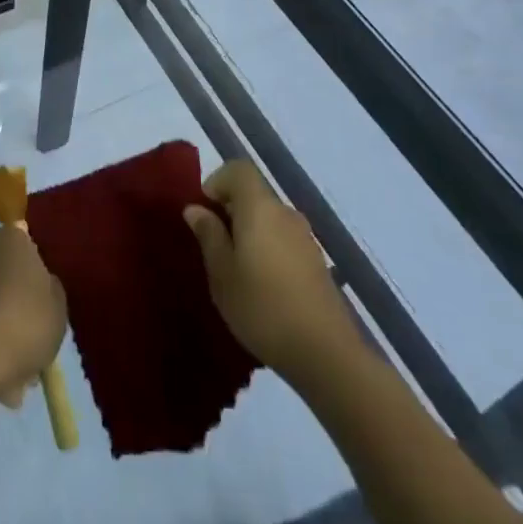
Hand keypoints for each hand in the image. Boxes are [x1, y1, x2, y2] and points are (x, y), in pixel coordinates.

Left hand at [0, 228, 65, 410]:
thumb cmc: (20, 326)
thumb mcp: (58, 312)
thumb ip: (51, 293)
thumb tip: (41, 286)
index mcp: (10, 237)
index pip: (27, 254)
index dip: (35, 289)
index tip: (40, 321)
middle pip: (0, 279)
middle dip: (11, 314)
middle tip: (24, 357)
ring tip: (4, 384)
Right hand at [184, 160, 349, 376]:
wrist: (326, 354)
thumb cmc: (263, 307)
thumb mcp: (222, 273)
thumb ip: (208, 235)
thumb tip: (196, 208)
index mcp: (259, 207)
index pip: (238, 169)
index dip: (217, 182)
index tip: (204, 213)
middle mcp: (285, 212)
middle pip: (254, 195)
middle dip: (231, 212)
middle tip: (215, 249)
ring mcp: (306, 238)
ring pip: (269, 220)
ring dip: (250, 235)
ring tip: (237, 273)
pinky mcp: (317, 263)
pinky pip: (284, 242)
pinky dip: (269, 252)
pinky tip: (264, 290)